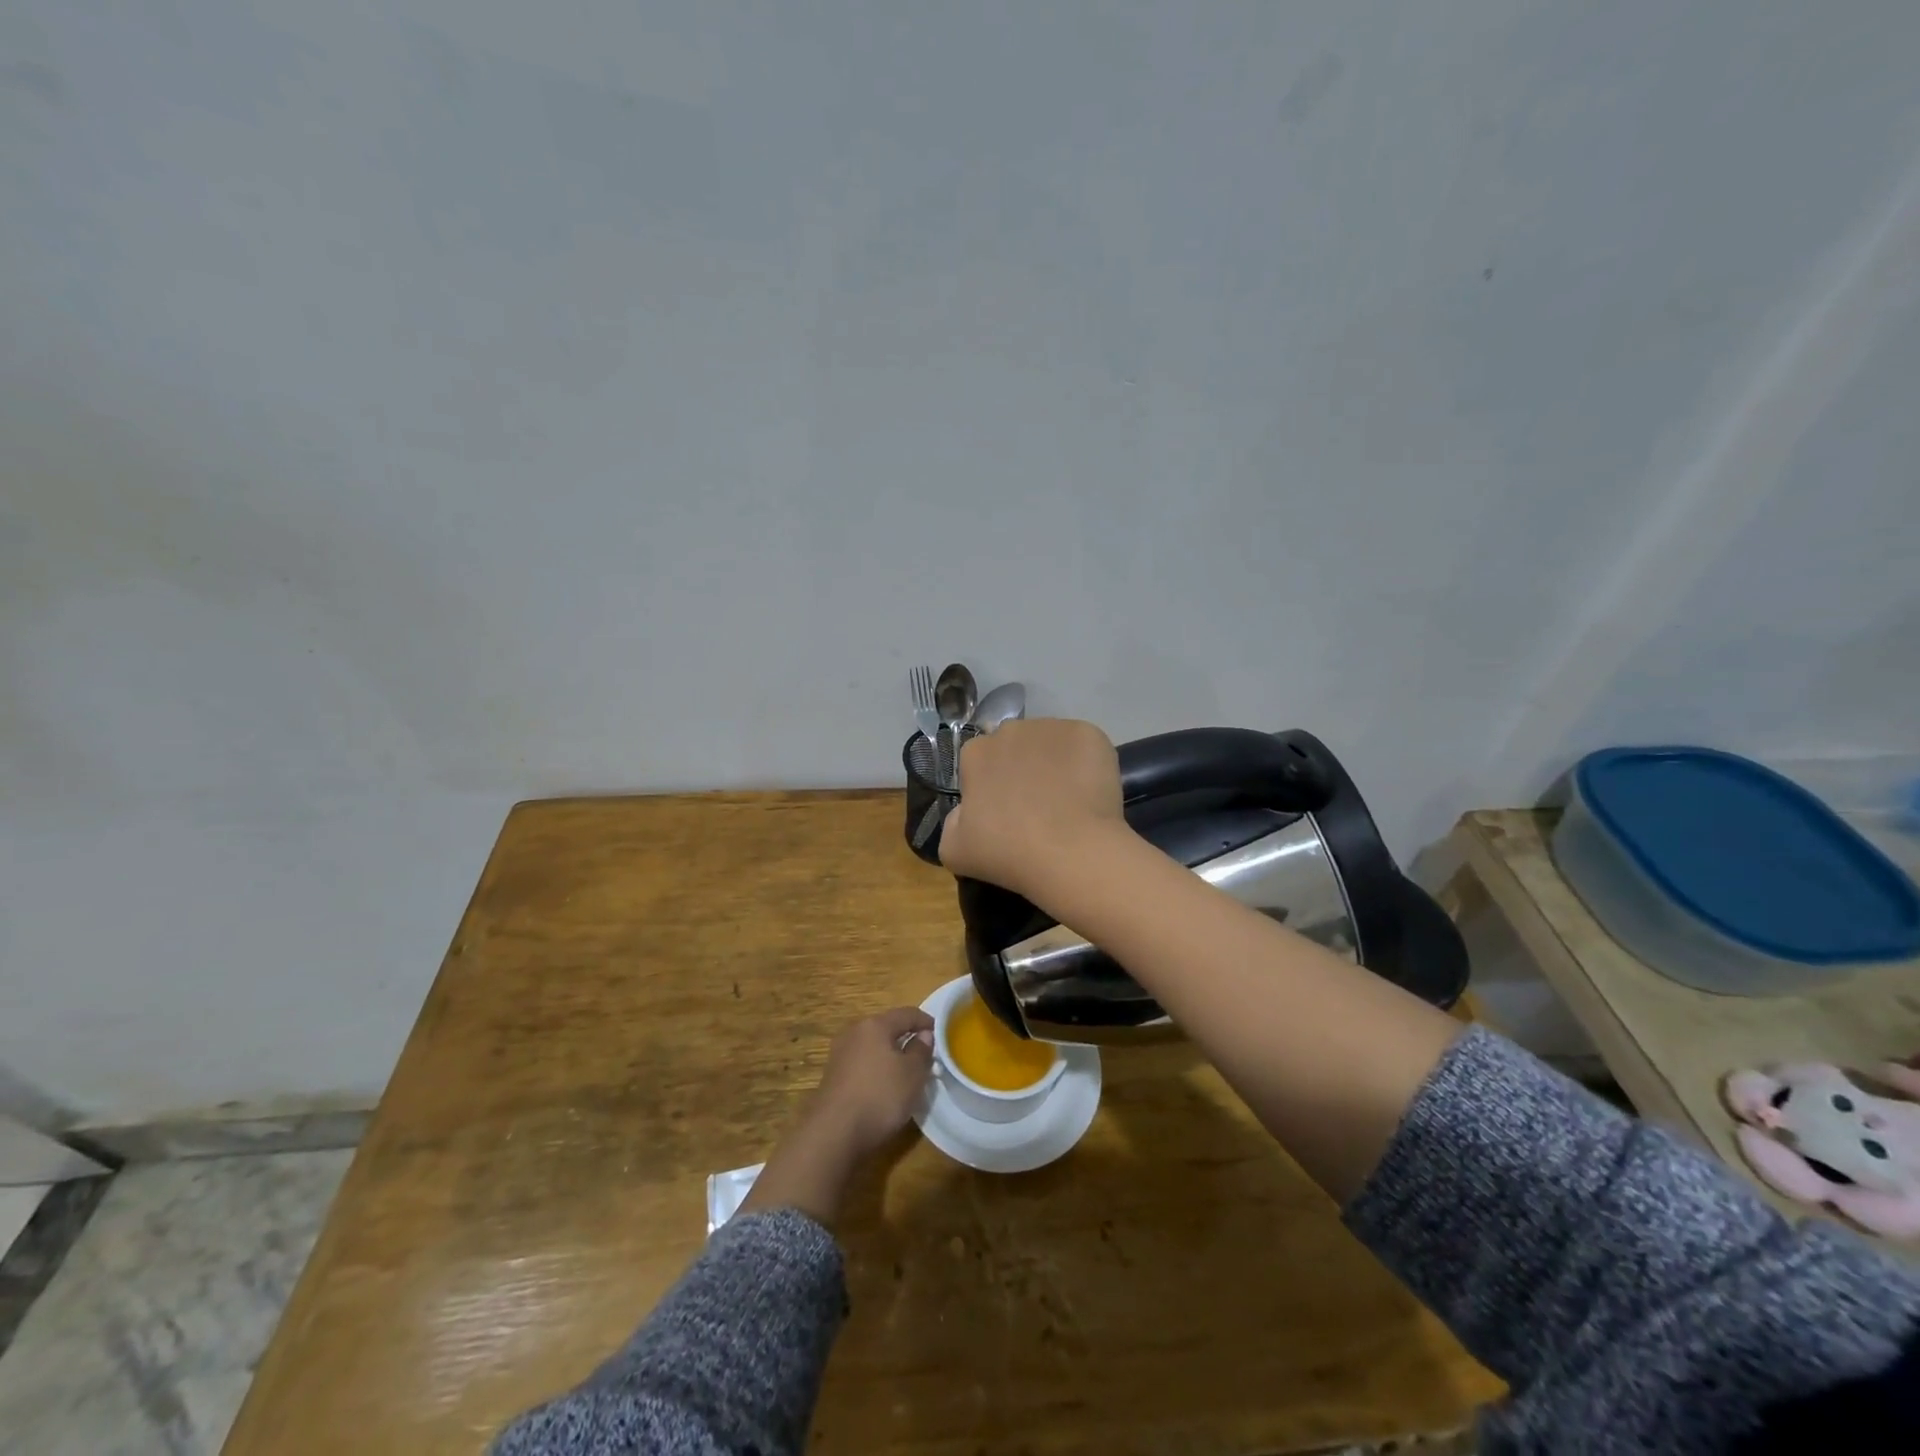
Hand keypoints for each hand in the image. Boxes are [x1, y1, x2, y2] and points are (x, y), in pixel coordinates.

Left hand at [740, 1007, 932, 1227]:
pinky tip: (884, 1088)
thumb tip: (923, 1035)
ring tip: (906, 1073)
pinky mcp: (832, 1077)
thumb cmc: (880, 1096)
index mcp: (875, 1025)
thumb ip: (921, 1050)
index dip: (926, 1022)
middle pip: (887, 1028)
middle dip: (906, 1038)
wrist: (833, 1133)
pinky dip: (876, 1070)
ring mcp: (840, 1054)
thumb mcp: (913, 1074)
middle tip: (925, 1055)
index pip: (907, 1014)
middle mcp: (854, 1032)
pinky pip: (862, 1064)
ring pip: (873, 1047)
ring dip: (890, 1056)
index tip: (941, 1034)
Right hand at [939, 718, 1127, 899]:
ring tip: (1067, 802)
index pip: (978, 762)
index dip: (990, 786)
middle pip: (1014, 747)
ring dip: (1054, 764)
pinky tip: (1090, 795)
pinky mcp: (1089, 734)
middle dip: (1021, 769)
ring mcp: (1053, 728)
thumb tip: (967, 810)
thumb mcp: (954, 848)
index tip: (1002, 813)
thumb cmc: (1007, 852)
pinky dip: (1087, 764)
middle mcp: (1011, 729)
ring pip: (1050, 744)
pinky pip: (1084, 747)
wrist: (1071, 852)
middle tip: (1035, 807)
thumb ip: (953, 821)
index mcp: (975, 752)